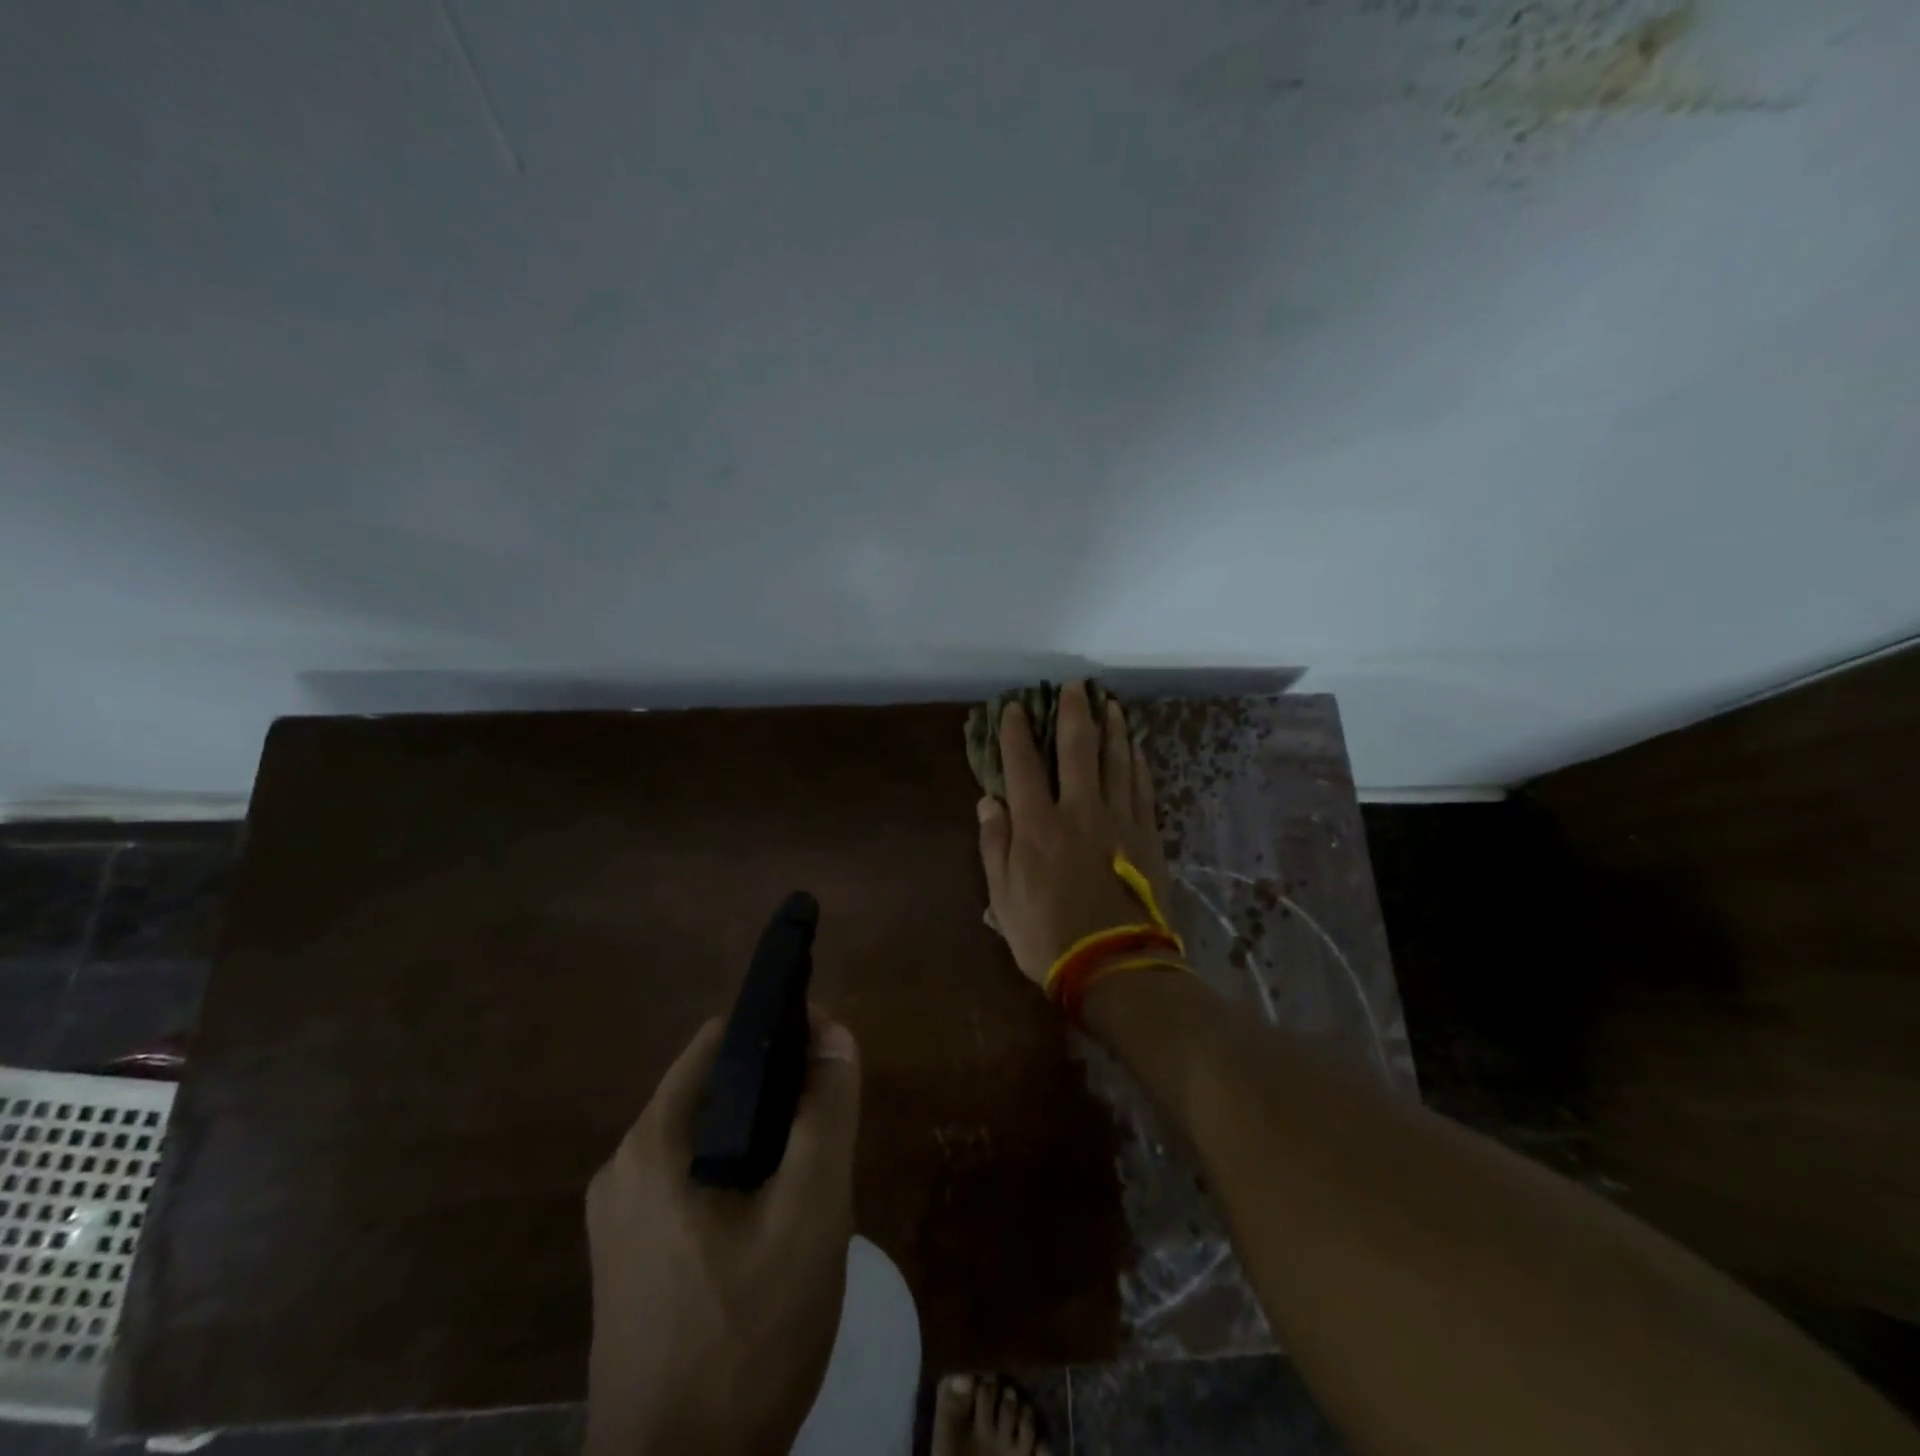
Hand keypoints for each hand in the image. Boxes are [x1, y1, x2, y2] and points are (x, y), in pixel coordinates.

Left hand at [585, 1010, 860, 1455]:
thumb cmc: (747, 1336)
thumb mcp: (809, 1212)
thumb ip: (826, 1112)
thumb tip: (834, 1034)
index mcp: (652, 1142)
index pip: (721, 1041)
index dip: (781, 1033)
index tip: (829, 1057)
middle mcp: (623, 1168)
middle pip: (715, 1090)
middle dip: (778, 1096)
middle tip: (827, 1134)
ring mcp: (620, 1220)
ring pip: (708, 1140)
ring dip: (763, 1141)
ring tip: (809, 1181)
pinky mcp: (629, 1262)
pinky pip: (692, 1185)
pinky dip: (738, 1180)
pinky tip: (774, 1228)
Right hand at [976, 680, 1173, 987]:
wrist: (1116, 967)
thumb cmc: (1049, 937)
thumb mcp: (1003, 899)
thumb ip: (994, 846)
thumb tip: (988, 802)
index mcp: (1038, 826)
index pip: (1022, 765)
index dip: (1015, 733)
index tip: (1014, 707)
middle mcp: (1079, 811)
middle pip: (1078, 749)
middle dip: (1074, 712)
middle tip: (1075, 685)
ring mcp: (1119, 820)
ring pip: (1117, 760)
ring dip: (1112, 728)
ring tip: (1110, 704)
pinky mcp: (1147, 835)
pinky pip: (1143, 787)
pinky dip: (1138, 762)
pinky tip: (1136, 747)